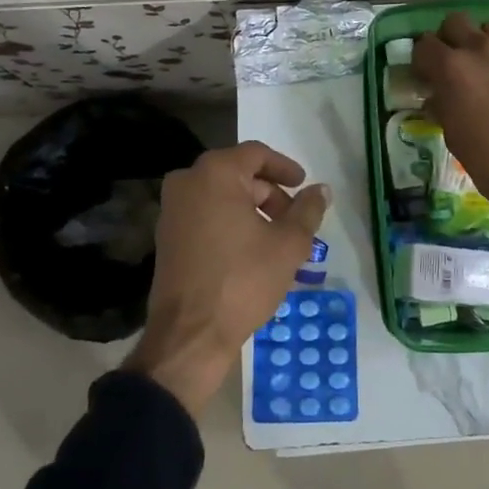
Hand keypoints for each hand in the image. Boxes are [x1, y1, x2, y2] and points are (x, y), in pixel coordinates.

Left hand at [126, 142, 330, 414]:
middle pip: (239, 175)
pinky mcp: (167, 236)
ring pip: (222, 196)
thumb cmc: (242, 280)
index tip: (304, 185)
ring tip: (278, 241)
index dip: (285, 168)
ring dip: (253, 211)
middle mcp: (187, 181)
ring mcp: (172, 209)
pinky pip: (206, 216)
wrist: (190, 335)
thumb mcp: (288, 244)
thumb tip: (322, 189)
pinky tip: (252, 252)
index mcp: (215, 173)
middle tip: (295, 220)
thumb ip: (308, 210)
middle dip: (271, 194)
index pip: (257, 154)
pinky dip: (231, 224)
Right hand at [413, 13, 488, 239]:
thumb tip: (437, 95)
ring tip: (485, 68)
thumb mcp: (451, 134)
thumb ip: (441, 104)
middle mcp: (482, 49)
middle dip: (449, 39)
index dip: (421, 59)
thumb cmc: (487, 160)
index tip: (424, 74)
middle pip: (456, 22)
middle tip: (452, 63)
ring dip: (482, 42)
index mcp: (452, 68)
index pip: (424, 44)